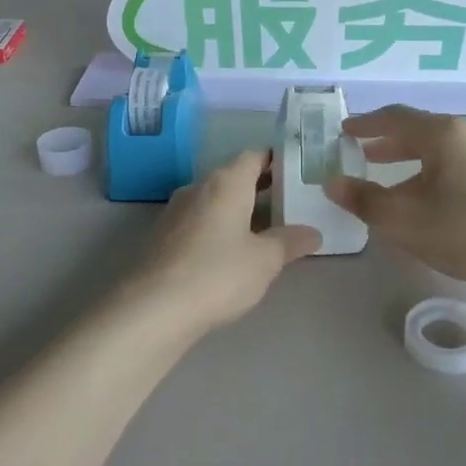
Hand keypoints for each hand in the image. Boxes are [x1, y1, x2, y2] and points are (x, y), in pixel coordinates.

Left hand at [129, 150, 320, 335]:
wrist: (152, 310)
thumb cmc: (217, 274)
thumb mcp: (265, 260)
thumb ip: (290, 242)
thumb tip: (312, 233)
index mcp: (226, 183)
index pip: (254, 156)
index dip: (275, 160)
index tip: (295, 171)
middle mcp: (198, 188)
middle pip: (233, 177)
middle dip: (259, 187)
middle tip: (287, 203)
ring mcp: (175, 212)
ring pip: (213, 201)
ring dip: (237, 210)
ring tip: (263, 231)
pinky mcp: (161, 237)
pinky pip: (197, 222)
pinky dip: (217, 228)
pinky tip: (228, 253)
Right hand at [326, 107, 465, 288]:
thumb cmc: (463, 231)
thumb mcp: (403, 219)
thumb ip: (364, 199)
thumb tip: (332, 182)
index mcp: (443, 135)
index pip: (396, 118)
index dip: (366, 124)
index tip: (345, 130)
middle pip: (420, 131)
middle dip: (388, 142)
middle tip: (362, 153)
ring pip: (441, 151)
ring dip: (411, 161)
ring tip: (390, 180)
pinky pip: (457, 165)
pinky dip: (432, 172)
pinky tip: (428, 199)